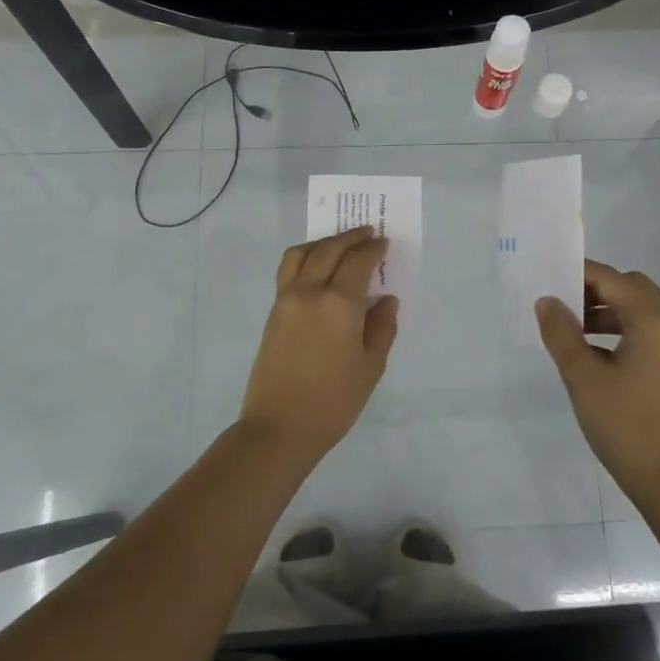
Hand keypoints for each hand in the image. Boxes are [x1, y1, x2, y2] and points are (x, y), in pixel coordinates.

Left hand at [237, 226, 399, 459]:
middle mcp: (309, 291)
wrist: (280, 427)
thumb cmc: (334, 401)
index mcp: (339, 303)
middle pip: (329, 249)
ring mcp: (286, 299)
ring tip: (339, 245)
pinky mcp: (273, 312)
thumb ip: (381, 327)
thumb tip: (385, 300)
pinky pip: (288, 270)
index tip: (384, 243)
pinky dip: (306, 258)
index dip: (373, 249)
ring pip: (302, 253)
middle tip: (367, 233)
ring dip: (323, 243)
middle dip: (350, 238)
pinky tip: (318, 268)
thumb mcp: (371, 366)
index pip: (358, 261)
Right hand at [535, 260, 659, 504]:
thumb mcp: (583, 377)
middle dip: (595, 289)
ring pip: (641, 310)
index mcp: (654, 321)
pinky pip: (648, 332)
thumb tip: (548, 301)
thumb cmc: (625, 425)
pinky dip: (621, 329)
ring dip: (607, 310)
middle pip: (632, 288)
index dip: (579, 273)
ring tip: (572, 330)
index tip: (548, 278)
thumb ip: (561, 333)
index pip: (612, 279)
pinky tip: (594, 353)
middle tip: (562, 304)